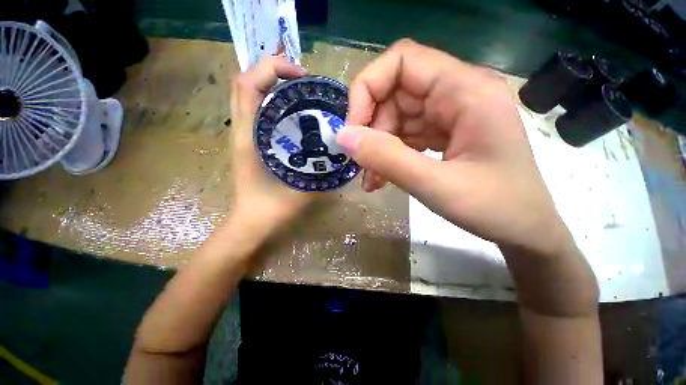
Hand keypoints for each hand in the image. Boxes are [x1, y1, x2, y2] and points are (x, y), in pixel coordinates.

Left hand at [229, 56, 313, 226]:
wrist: (251, 225)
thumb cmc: (270, 210)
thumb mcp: (302, 191)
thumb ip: (323, 174)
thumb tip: (344, 154)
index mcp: (249, 137)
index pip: (247, 84)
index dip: (272, 69)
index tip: (301, 76)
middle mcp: (243, 130)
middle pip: (246, 83)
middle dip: (273, 72)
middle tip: (304, 82)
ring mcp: (245, 136)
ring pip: (251, 96)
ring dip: (274, 86)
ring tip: (302, 93)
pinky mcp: (251, 143)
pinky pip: (259, 112)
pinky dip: (274, 103)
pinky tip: (296, 115)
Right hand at [337, 39, 572, 255]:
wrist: (524, 229)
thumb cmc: (494, 208)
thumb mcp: (435, 185)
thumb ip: (387, 158)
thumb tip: (343, 137)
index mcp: (466, 90)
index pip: (402, 61)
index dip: (368, 89)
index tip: (354, 130)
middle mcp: (457, 93)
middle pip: (395, 93)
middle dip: (371, 129)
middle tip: (361, 163)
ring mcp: (450, 113)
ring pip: (396, 117)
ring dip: (377, 147)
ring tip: (370, 179)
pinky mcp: (443, 132)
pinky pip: (405, 134)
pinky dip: (388, 154)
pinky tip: (382, 178)